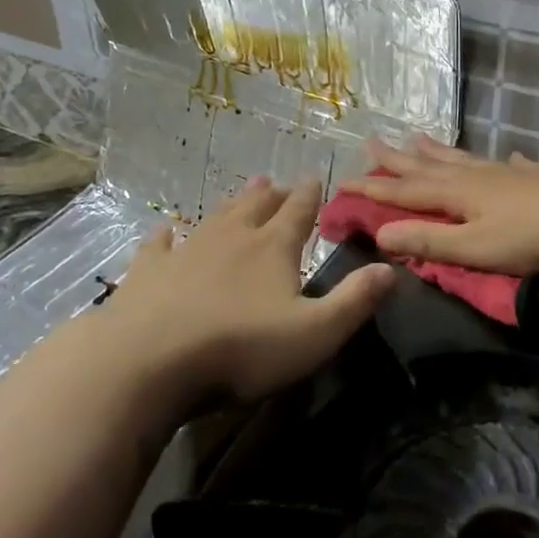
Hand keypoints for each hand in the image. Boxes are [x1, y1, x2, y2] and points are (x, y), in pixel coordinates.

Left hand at [94, 176, 393, 413]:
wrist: (148, 361)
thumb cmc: (240, 349)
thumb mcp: (314, 334)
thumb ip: (354, 301)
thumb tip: (390, 269)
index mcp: (272, 249)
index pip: (298, 213)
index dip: (309, 196)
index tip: (315, 176)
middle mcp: (231, 239)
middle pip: (256, 208)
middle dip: (271, 195)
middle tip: (277, 183)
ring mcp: (186, 251)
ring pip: (214, 218)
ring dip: (232, 204)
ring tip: (244, 190)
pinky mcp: (148, 272)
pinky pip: (159, 246)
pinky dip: (166, 236)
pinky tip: (165, 231)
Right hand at [347, 136, 538, 274]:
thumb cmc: (532, 236)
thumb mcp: (475, 247)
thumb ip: (429, 241)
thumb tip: (379, 232)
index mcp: (456, 194)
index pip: (404, 192)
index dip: (374, 189)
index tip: (344, 182)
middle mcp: (474, 176)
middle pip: (427, 166)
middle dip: (397, 159)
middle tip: (371, 142)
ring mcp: (505, 174)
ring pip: (461, 159)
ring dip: (436, 151)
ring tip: (418, 138)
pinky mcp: (534, 179)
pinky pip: (508, 165)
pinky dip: (499, 161)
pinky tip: (504, 156)